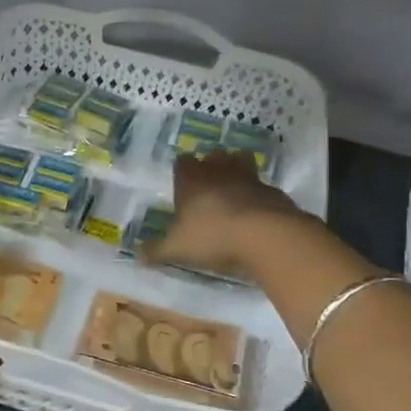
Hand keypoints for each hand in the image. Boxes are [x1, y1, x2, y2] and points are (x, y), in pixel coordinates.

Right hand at [147, 150, 308, 278]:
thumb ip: (157, 250)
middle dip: (211, 167)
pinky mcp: (273, 191)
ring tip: (233, 192)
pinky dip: (258, 195)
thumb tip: (137, 255)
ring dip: (237, 172)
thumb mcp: (176, 248)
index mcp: (192, 179)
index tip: (182, 185)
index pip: (182, 162)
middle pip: (214, 156)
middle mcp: (219, 171)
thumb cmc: (212, 236)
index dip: (182, 171)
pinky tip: (255, 212)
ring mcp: (249, 177)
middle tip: (208, 187)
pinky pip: (262, 187)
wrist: (265, 235)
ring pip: (241, 162)